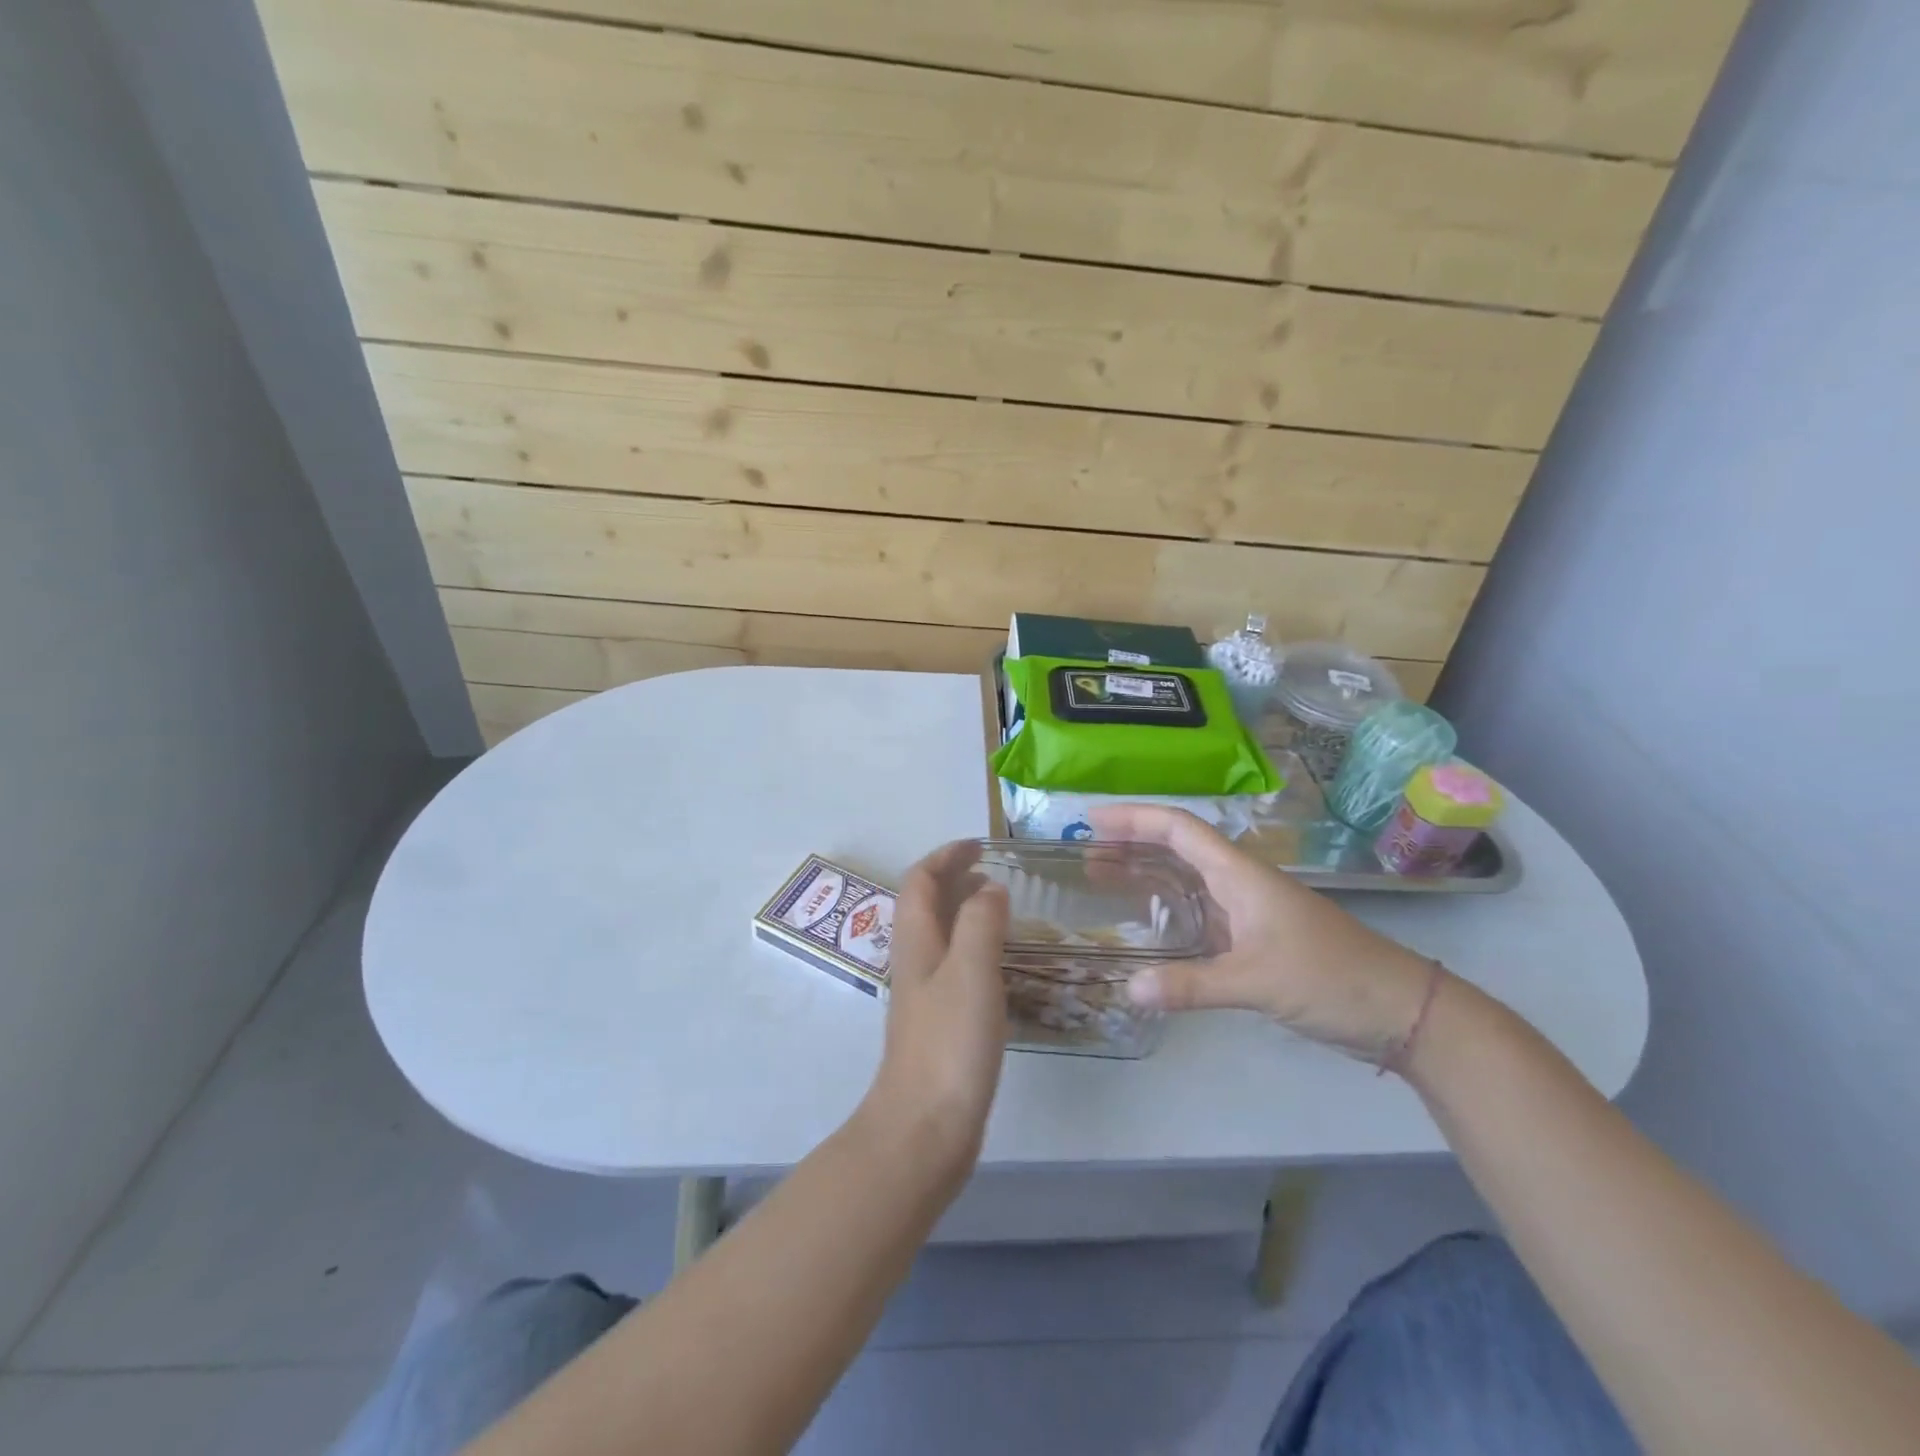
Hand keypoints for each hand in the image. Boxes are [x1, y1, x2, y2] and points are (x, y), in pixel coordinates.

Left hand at [864, 840, 1009, 1162]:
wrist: (925, 1127)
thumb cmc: (949, 1043)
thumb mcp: (970, 971)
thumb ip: (979, 922)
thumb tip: (989, 888)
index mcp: (916, 942)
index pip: (920, 881)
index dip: (945, 857)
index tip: (978, 845)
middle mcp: (915, 961)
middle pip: (925, 905)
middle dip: (953, 879)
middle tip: (992, 871)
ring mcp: (925, 995)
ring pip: (940, 935)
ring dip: (964, 911)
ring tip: (1000, 907)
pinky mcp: (939, 1024)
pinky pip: (955, 966)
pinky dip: (974, 947)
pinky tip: (1000, 964)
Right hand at [1091, 805, 1436, 1062]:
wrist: (1400, 1009)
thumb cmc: (1330, 977)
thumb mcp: (1257, 981)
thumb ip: (1192, 985)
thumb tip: (1129, 990)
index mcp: (1239, 874)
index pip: (1178, 828)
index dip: (1133, 817)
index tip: (1090, 819)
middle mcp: (1239, 882)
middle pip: (1176, 847)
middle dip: (1130, 843)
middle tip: (1083, 853)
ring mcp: (1247, 911)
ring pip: (1185, 879)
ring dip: (1145, 873)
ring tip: (1101, 878)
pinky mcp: (1253, 940)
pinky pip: (1197, 912)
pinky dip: (1166, 909)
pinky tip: (1147, 925)